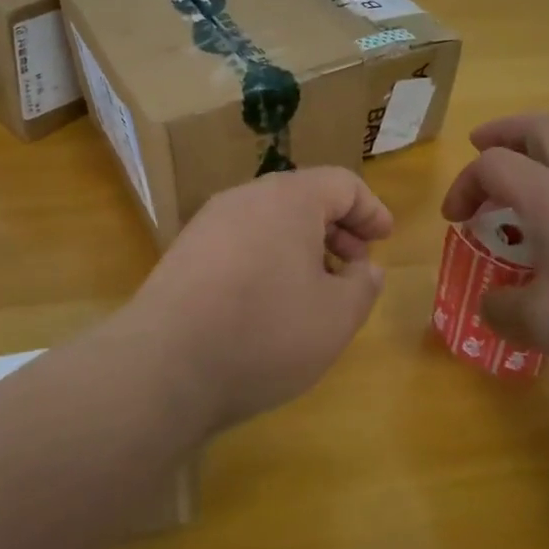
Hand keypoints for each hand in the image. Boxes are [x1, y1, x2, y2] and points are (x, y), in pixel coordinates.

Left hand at [128, 167, 393, 430]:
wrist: (163, 365)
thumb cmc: (264, 333)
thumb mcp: (336, 317)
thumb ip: (363, 286)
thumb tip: (365, 268)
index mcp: (289, 198)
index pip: (342, 183)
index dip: (371, 210)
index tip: (385, 240)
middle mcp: (246, 197)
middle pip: (303, 198)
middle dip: (338, 229)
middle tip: (355, 267)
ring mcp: (209, 222)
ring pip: (270, 220)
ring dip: (302, 247)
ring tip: (316, 290)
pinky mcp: (185, 252)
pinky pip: (241, 241)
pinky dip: (268, 259)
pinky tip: (270, 303)